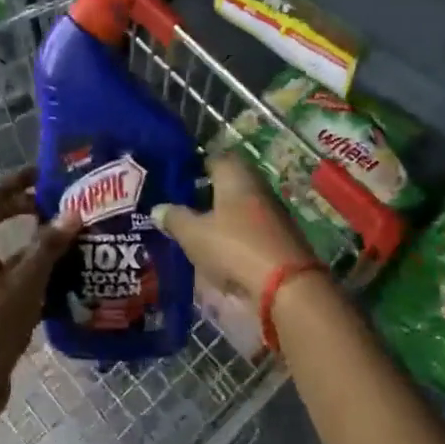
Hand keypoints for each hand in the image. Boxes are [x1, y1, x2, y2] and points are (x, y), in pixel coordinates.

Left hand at [0, 167, 77, 426]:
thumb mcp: (25, 282)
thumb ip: (48, 246)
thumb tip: (72, 214)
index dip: (17, 182)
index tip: (45, 173)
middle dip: (23, 209)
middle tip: (58, 205)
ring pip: (0, 252)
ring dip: (29, 244)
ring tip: (64, 239)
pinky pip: (3, 277)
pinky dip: (26, 272)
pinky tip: (56, 280)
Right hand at [150, 152, 314, 296]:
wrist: (286, 286)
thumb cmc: (234, 247)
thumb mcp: (194, 234)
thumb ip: (174, 218)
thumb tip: (158, 208)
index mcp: (235, 175)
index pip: (214, 158)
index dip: (194, 167)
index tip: (175, 180)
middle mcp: (256, 187)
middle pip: (228, 183)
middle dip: (205, 194)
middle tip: (180, 208)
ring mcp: (272, 213)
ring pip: (239, 207)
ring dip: (220, 217)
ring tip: (195, 232)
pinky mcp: (280, 238)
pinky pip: (249, 229)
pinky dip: (233, 236)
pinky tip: (218, 250)